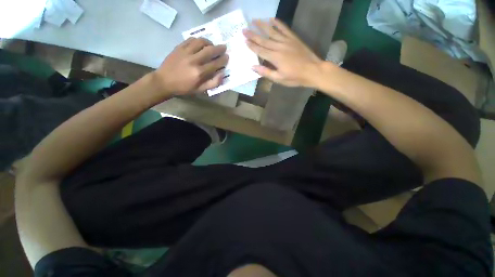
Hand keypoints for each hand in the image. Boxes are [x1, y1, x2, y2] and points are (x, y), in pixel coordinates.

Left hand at [154, 38, 228, 94]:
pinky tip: (201, 43)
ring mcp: (185, 52)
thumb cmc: (184, 88)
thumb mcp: (200, 90)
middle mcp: (194, 60)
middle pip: (210, 51)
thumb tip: (222, 74)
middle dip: (219, 48)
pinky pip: (191, 39)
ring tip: (212, 45)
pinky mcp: (179, 47)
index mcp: (199, 73)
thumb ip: (213, 83)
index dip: (223, 60)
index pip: (215, 64)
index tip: (227, 57)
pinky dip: (198, 40)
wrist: (164, 81)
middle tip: (224, 47)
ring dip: (209, 42)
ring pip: (201, 42)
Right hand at [243, 18, 322, 87]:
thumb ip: (266, 72)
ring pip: (272, 31)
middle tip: (244, 30)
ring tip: (254, 20)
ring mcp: (287, 41)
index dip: (252, 46)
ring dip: (262, 26)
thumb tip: (253, 67)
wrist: (313, 70)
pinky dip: (278, 23)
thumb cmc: (295, 77)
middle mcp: (279, 47)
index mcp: (275, 58)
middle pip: (263, 40)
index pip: (260, 50)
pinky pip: (284, 28)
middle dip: (253, 35)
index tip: (244, 41)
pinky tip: (272, 19)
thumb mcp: (279, 79)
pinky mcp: (293, 38)